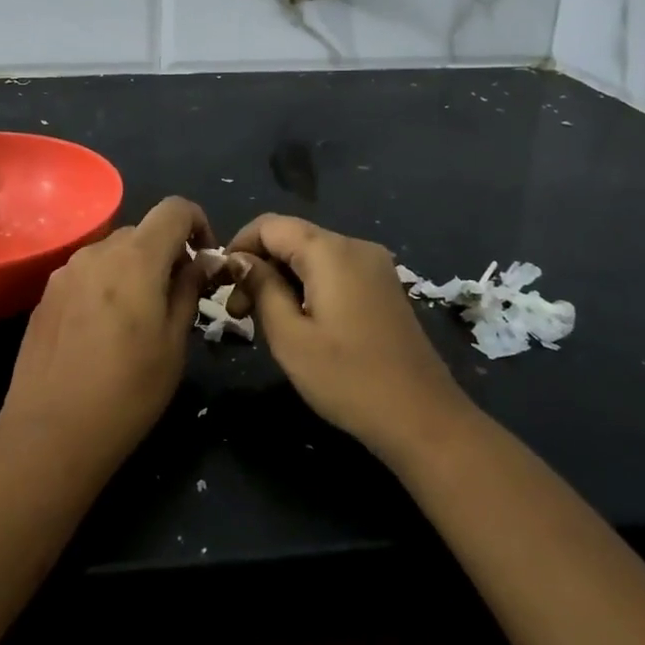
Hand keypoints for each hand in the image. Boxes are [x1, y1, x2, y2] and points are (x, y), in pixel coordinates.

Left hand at [0, 196, 214, 478]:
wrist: (50, 433)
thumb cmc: (128, 392)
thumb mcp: (174, 344)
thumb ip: (189, 290)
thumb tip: (203, 261)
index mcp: (135, 258)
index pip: (174, 208)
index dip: (198, 223)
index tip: (204, 262)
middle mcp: (96, 252)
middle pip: (142, 231)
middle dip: (166, 254)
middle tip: (177, 299)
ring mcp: (65, 272)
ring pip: (112, 253)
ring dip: (134, 270)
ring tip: (138, 320)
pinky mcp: (45, 295)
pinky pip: (87, 275)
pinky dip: (106, 286)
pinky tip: (102, 333)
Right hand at [227, 214, 473, 465]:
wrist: (423, 419)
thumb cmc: (348, 379)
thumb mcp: (289, 336)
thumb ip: (260, 287)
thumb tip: (239, 260)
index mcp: (331, 251)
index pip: (270, 225)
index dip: (239, 246)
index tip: (222, 284)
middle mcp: (355, 246)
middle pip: (292, 237)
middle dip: (259, 266)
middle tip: (239, 313)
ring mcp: (374, 266)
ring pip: (312, 255)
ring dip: (281, 278)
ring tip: (264, 321)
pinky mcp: (383, 287)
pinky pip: (334, 271)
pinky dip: (307, 285)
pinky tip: (300, 321)